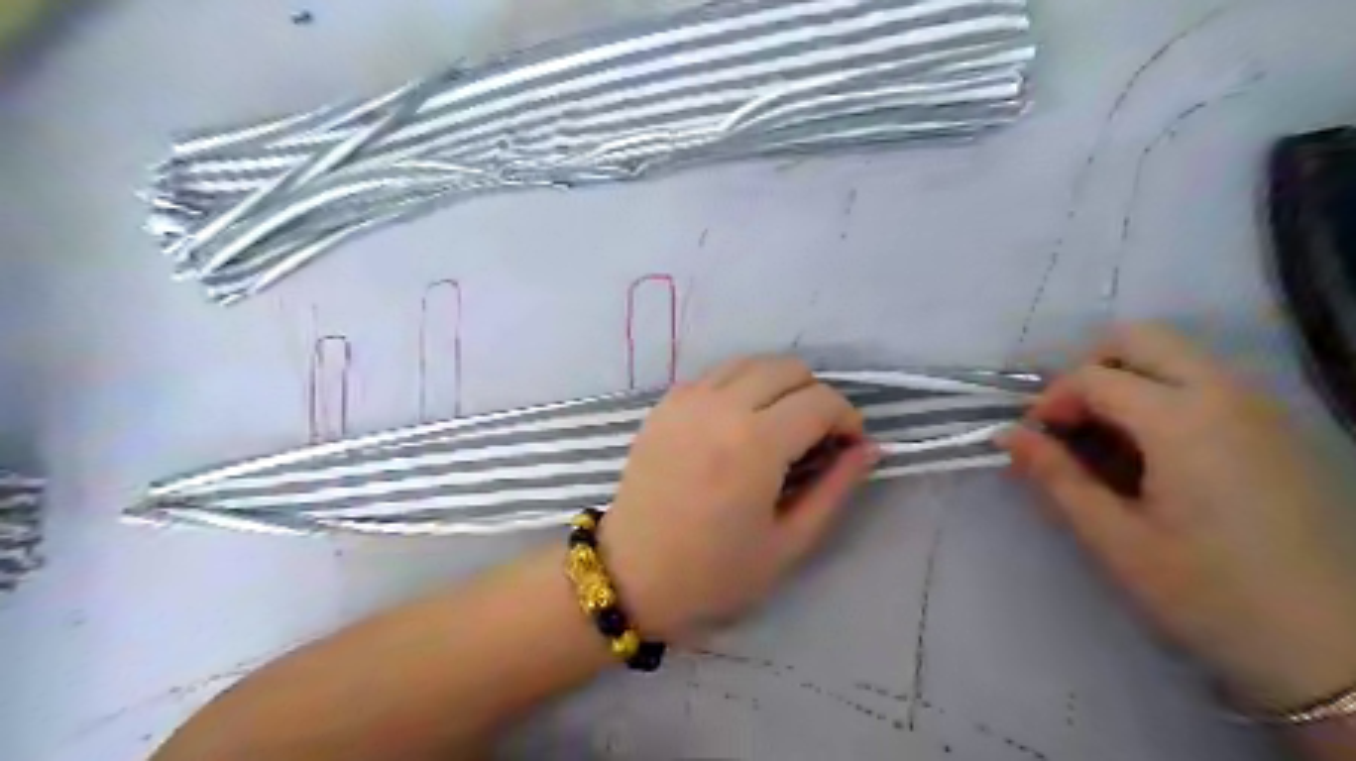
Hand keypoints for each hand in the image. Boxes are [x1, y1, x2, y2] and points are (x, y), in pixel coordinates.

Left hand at [596, 357, 872, 641]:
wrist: (630, 575)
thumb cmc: (714, 573)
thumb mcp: (789, 543)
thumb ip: (835, 488)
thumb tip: (869, 448)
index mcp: (755, 444)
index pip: (821, 400)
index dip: (847, 419)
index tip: (848, 446)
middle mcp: (721, 406)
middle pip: (788, 368)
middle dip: (815, 396)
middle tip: (815, 438)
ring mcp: (687, 399)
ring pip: (751, 362)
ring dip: (778, 385)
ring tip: (779, 427)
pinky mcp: (665, 403)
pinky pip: (716, 374)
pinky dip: (741, 386)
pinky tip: (739, 423)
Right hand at [1000, 324, 1355, 710]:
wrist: (1335, 649)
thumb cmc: (1210, 595)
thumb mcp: (1114, 540)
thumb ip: (1056, 477)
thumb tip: (1007, 436)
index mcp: (1182, 420)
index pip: (1093, 376)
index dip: (1050, 401)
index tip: (1035, 442)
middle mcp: (1227, 394)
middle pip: (1140, 339)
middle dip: (1089, 370)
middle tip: (1071, 424)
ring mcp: (1260, 407)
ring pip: (1174, 356)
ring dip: (1126, 381)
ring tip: (1107, 443)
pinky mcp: (1276, 427)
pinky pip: (1204, 382)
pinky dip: (1162, 396)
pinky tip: (1154, 456)